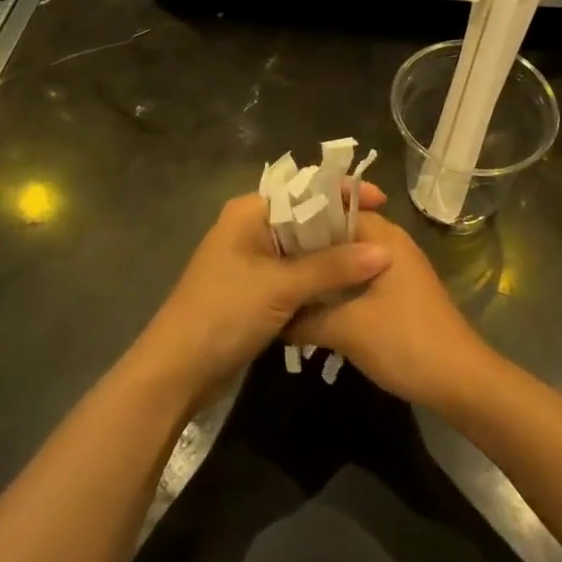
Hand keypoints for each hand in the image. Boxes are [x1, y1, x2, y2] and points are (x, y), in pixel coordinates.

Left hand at [133, 183, 391, 406]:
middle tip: (384, 235)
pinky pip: (296, 275)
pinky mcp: (256, 290)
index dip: (342, 192)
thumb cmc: (224, 313)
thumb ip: (333, 267)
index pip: (304, 189)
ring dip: (334, 256)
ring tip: (375, 260)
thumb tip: (384, 252)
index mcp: (250, 212)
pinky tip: (349, 287)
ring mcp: (252, 261)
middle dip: (342, 226)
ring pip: (303, 249)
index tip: (382, 202)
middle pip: (306, 218)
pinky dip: (320, 279)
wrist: (177, 372)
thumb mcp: (281, 286)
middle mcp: (251, 228)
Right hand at [287, 211, 496, 410]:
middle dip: (308, 248)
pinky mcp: (398, 295)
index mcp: (384, 237)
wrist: (459, 382)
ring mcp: (397, 270)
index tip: (269, 235)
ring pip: (349, 260)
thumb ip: (305, 318)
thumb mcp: (347, 329)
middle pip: (341, 234)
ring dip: (322, 271)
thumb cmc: (405, 342)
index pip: (335, 210)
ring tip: (285, 284)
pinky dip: (336, 288)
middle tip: (271, 263)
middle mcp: (391, 245)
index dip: (302, 219)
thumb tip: (272, 317)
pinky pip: (359, 280)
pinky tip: (312, 307)